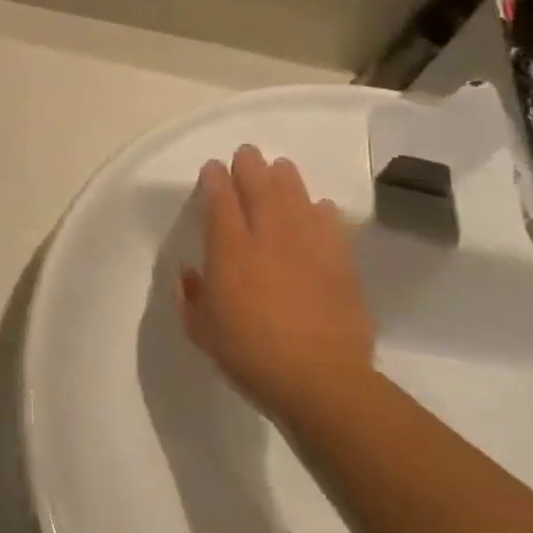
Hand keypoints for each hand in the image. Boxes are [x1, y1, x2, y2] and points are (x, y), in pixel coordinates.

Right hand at [177, 145, 376, 423]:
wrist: (319, 380)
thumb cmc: (248, 354)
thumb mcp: (201, 330)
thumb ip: (192, 297)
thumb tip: (191, 275)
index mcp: (230, 252)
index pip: (221, 203)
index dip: (215, 181)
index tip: (213, 167)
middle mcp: (269, 240)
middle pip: (260, 191)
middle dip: (251, 168)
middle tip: (247, 152)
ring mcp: (309, 250)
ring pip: (297, 201)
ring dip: (287, 180)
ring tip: (281, 166)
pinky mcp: (341, 266)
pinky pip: (332, 228)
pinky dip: (324, 212)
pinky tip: (321, 206)